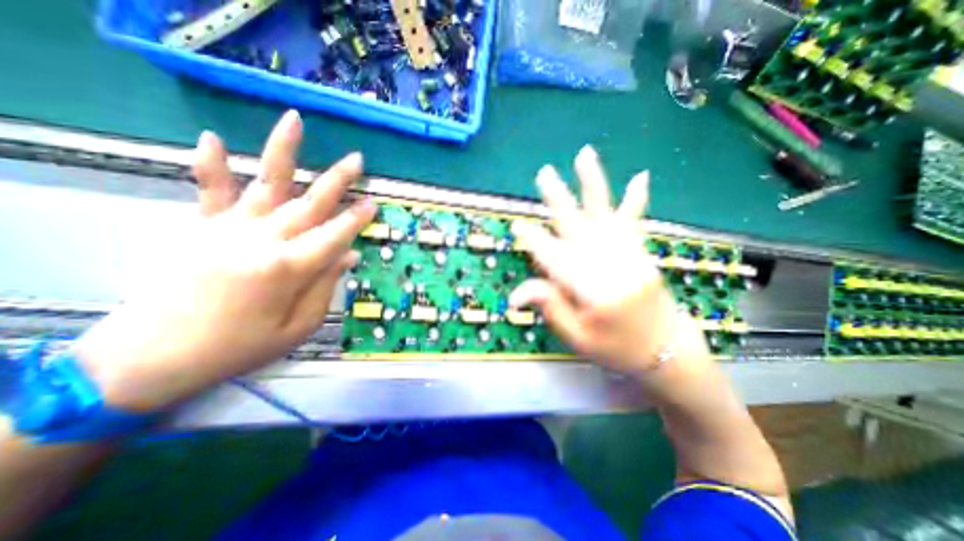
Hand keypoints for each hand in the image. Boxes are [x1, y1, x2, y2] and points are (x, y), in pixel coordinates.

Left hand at [77, 111, 376, 411]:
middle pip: (310, 204)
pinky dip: (209, 164)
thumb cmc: (241, 346)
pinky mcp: (201, 228)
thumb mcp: (299, 326)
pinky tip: (211, 137)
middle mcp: (263, 241)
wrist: (154, 357)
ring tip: (296, 121)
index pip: (334, 236)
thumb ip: (326, 286)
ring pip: (266, 184)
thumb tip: (349, 256)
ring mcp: (229, 230)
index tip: (373, 203)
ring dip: (283, 151)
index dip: (356, 219)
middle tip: (357, 160)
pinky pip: (208, 192)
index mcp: (289, 269)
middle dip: (337, 181)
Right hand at [508, 147, 704, 373]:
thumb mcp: (577, 337)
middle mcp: (613, 267)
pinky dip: (636, 199)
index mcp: (595, 292)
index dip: (535, 242)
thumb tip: (516, 293)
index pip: (556, 260)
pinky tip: (640, 176)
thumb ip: (550, 308)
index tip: (518, 225)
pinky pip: (635, 223)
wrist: (665, 351)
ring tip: (585, 155)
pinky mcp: (642, 254)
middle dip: (559, 201)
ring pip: (606, 215)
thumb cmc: (616, 348)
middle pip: (579, 228)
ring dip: (594, 184)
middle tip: (544, 175)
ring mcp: (631, 256)